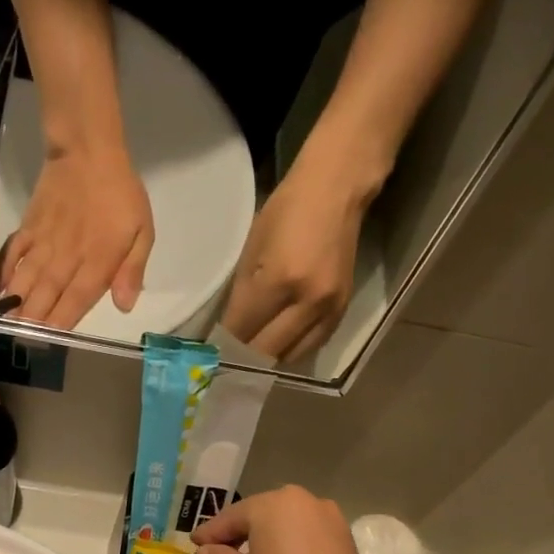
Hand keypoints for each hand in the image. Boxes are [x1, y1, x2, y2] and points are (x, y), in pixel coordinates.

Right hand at [0, 144, 153, 329]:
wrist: (88, 150)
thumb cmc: (121, 194)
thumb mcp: (143, 232)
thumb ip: (132, 270)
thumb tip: (124, 306)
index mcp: (97, 261)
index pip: (77, 299)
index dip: (62, 321)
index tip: (49, 341)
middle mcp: (68, 256)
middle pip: (48, 294)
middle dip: (34, 319)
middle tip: (19, 340)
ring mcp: (45, 241)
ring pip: (28, 277)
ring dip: (16, 302)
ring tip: (5, 323)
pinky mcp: (30, 226)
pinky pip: (14, 252)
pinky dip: (4, 270)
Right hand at [190, 486, 389, 553]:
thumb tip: (205, 552)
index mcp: (277, 504)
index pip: (234, 515)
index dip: (211, 532)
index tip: (194, 545)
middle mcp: (309, 503)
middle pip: (264, 516)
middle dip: (240, 534)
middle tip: (217, 553)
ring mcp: (334, 524)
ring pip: (289, 528)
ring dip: (267, 542)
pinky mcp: (347, 547)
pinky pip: (309, 542)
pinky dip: (290, 551)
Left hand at [220, 150, 373, 364]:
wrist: (336, 191)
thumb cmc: (287, 211)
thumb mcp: (253, 249)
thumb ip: (242, 295)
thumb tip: (230, 332)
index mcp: (280, 280)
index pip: (244, 329)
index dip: (225, 344)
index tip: (212, 354)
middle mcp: (307, 302)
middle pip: (267, 350)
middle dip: (243, 358)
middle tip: (228, 363)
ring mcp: (328, 309)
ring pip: (290, 356)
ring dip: (268, 359)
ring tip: (251, 357)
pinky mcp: (342, 311)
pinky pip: (311, 346)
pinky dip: (290, 350)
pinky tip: (277, 345)